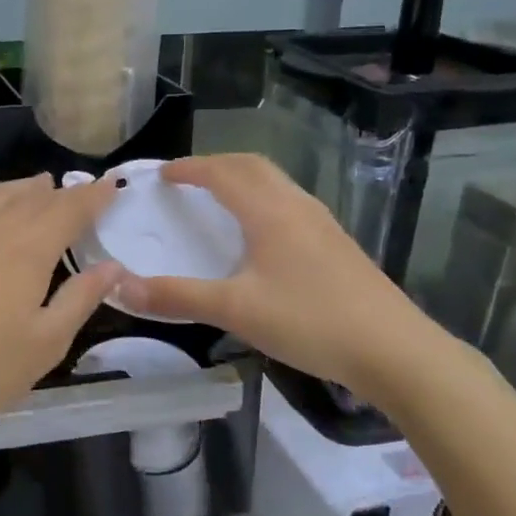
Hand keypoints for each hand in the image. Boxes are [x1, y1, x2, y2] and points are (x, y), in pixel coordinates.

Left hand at [0, 175, 121, 433]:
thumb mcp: (46, 343)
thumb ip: (81, 299)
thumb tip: (114, 266)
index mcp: (29, 249)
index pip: (69, 209)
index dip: (93, 196)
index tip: (110, 187)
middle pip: (33, 198)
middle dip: (61, 192)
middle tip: (79, 193)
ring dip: (23, 188)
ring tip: (39, 186)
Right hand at [116, 154, 429, 392]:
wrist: (394, 350)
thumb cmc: (310, 321)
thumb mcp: (235, 311)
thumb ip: (177, 297)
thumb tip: (121, 288)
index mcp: (269, 212)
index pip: (222, 172)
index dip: (190, 168)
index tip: (162, 174)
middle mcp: (296, 206)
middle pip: (252, 166)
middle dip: (216, 164)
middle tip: (186, 180)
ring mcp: (322, 223)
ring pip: (275, 183)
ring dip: (242, 179)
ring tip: (218, 200)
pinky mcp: (337, 244)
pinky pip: (289, 203)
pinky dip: (262, 199)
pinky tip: (259, 235)